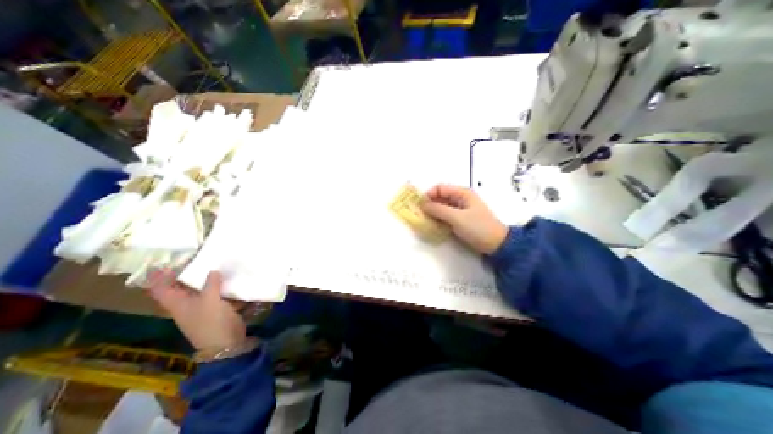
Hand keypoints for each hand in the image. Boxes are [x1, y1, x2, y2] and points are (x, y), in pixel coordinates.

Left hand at [148, 269, 246, 351]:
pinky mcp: (218, 307)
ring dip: (207, 277)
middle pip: (181, 286)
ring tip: (215, 263)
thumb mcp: (210, 301)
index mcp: (177, 303)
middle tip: (196, 257)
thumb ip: (211, 283)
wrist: (226, 341)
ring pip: (202, 288)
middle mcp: (187, 303)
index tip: (165, 262)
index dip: (159, 277)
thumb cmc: (211, 321)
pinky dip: (222, 284)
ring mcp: (203, 305)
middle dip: (186, 273)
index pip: (161, 289)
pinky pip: (217, 292)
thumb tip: (213, 270)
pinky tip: (230, 276)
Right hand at [421, 182, 508, 253]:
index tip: (420, 205)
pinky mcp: (461, 219)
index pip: (440, 188)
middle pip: (440, 197)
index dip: (429, 195)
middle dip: (430, 204)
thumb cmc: (478, 228)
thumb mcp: (457, 218)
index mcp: (462, 193)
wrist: (497, 244)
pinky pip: (446, 215)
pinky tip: (434, 225)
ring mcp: (461, 209)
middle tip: (420, 214)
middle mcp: (461, 198)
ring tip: (425, 220)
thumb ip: (438, 210)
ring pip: (442, 207)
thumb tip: (423, 205)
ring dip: (434, 212)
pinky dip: (439, 218)